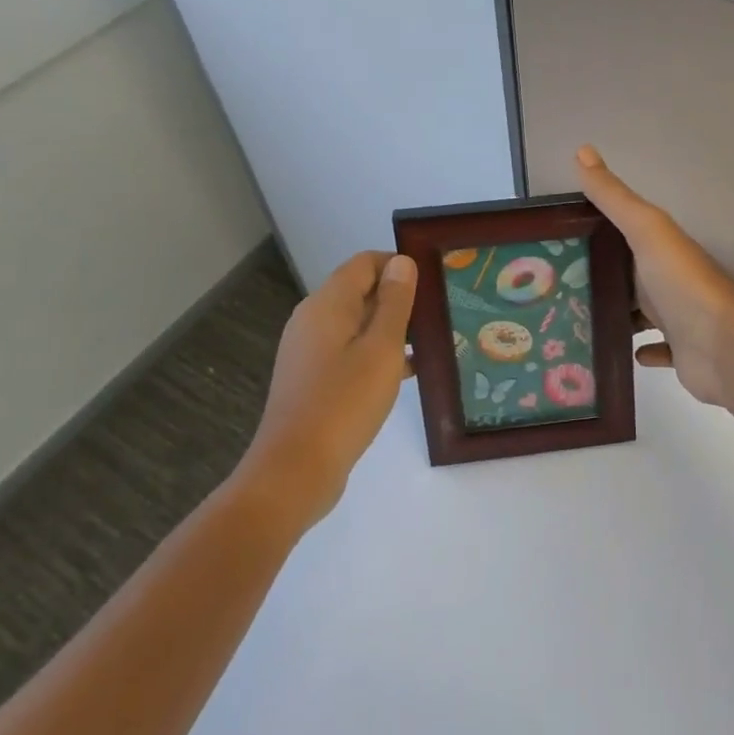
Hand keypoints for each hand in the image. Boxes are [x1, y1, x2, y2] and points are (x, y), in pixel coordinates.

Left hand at [235, 251, 416, 518]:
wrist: (294, 472)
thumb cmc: (344, 403)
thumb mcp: (381, 348)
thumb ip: (395, 302)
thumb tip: (402, 262)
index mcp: (327, 305)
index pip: (365, 263)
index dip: (399, 265)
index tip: (433, 282)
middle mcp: (313, 320)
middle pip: (361, 291)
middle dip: (399, 298)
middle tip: (439, 312)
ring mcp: (310, 351)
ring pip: (358, 324)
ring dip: (392, 328)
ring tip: (431, 341)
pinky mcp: (313, 379)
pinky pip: (350, 351)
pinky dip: (377, 353)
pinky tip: (408, 372)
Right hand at [575, 145, 733, 407]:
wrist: (723, 344)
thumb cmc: (680, 281)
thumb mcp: (645, 228)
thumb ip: (613, 196)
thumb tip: (582, 149)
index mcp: (660, 248)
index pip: (623, 235)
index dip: (594, 235)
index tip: (556, 243)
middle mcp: (669, 279)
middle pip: (629, 275)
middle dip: (599, 278)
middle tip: (553, 289)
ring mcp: (677, 317)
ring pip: (640, 313)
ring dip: (617, 314)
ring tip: (575, 320)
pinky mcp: (681, 353)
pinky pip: (658, 350)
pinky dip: (641, 349)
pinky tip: (621, 352)